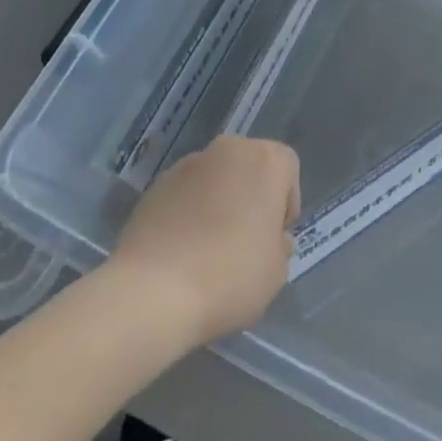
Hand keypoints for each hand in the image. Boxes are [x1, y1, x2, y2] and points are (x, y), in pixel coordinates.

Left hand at [110, 137, 300, 346]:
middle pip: (251, 165)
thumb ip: (280, 246)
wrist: (153, 290)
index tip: (275, 237)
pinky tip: (183, 248)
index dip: (286, 202)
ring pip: (217, 177)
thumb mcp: (276, 272)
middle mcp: (229, 150)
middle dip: (252, 195)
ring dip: (220, 200)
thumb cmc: (230, 276)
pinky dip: (190, 210)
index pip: (287, 167)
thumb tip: (272, 238)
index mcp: (265, 161)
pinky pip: (186, 192)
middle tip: (247, 239)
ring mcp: (189, 164)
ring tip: (210, 246)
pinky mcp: (157, 184)